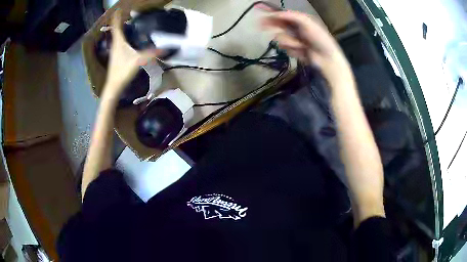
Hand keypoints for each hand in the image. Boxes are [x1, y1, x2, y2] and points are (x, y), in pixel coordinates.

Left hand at [102, 9, 160, 99]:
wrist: (114, 86)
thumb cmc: (123, 71)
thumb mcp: (138, 60)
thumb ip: (151, 54)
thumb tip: (165, 49)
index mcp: (119, 42)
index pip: (116, 25)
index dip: (117, 16)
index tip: (119, 9)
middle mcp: (115, 44)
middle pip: (116, 29)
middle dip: (120, 20)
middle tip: (127, 14)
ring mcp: (115, 50)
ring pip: (117, 35)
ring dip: (121, 28)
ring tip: (128, 22)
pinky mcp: (116, 56)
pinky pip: (119, 41)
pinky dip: (122, 36)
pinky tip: (128, 38)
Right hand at [259, 7, 351, 85]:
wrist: (326, 59)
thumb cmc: (320, 39)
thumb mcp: (308, 23)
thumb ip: (292, 16)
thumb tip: (276, 13)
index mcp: (299, 20)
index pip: (281, 14)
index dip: (270, 11)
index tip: (258, 9)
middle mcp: (294, 28)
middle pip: (277, 24)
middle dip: (271, 24)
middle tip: (260, 25)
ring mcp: (293, 39)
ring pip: (279, 37)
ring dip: (289, 42)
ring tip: (301, 46)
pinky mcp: (292, 49)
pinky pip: (284, 47)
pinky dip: (291, 49)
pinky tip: (301, 51)